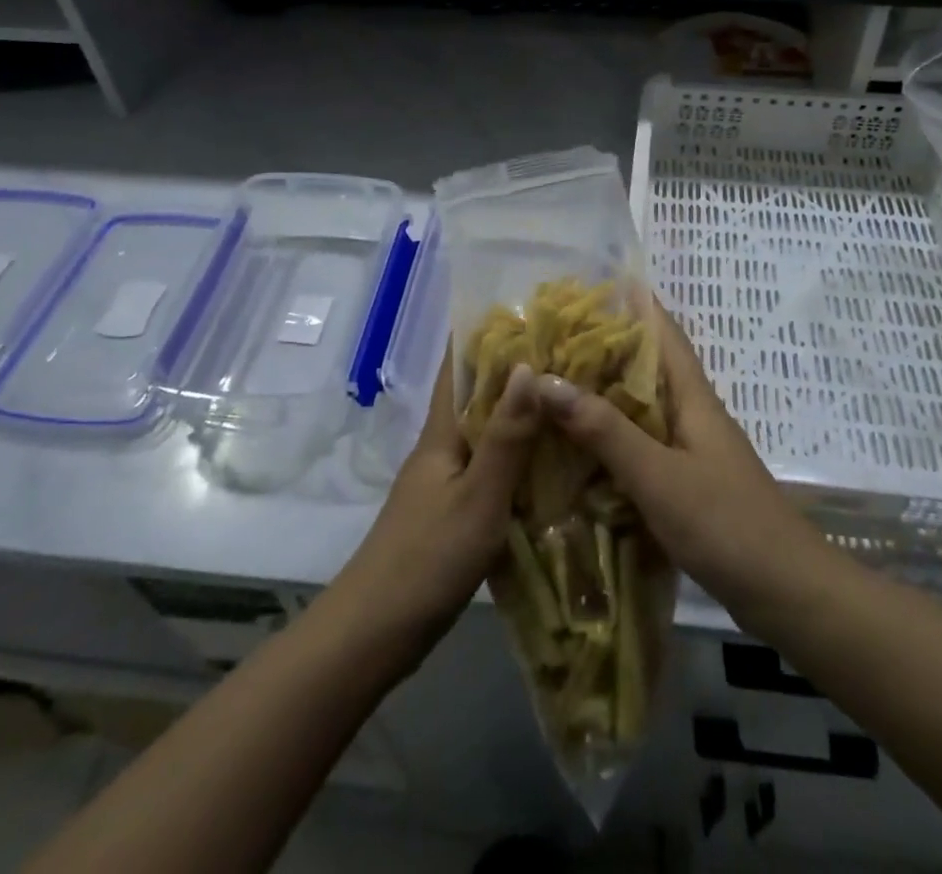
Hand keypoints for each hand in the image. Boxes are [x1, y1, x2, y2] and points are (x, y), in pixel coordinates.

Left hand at [334, 350, 539, 665]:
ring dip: (519, 413)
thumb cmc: (426, 559)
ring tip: (567, 398)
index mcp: (442, 433)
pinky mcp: (452, 512)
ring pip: (486, 433)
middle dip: (513, 370)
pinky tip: (550, 463)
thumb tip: (528, 366)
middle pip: (476, 396)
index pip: (458, 367)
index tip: (523, 309)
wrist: (374, 633)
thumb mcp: (478, 498)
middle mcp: (441, 448)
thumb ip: (506, 437)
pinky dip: (518, 455)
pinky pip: (491, 468)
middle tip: (566, 352)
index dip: (483, 334)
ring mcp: (444, 482)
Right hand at [537, 301, 826, 617]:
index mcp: (692, 396)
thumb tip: (545, 380)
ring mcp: (690, 450)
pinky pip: (640, 447)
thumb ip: (604, 429)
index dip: (630, 303)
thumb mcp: (658, 475)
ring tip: (551, 388)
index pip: (662, 330)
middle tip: (547, 341)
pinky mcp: (686, 483)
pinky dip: (609, 440)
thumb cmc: (726, 523)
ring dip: (601, 396)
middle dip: (601, 350)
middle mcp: (691, 413)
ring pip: (639, 408)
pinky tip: (576, 451)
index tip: (584, 288)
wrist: (787, 593)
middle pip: (644, 367)